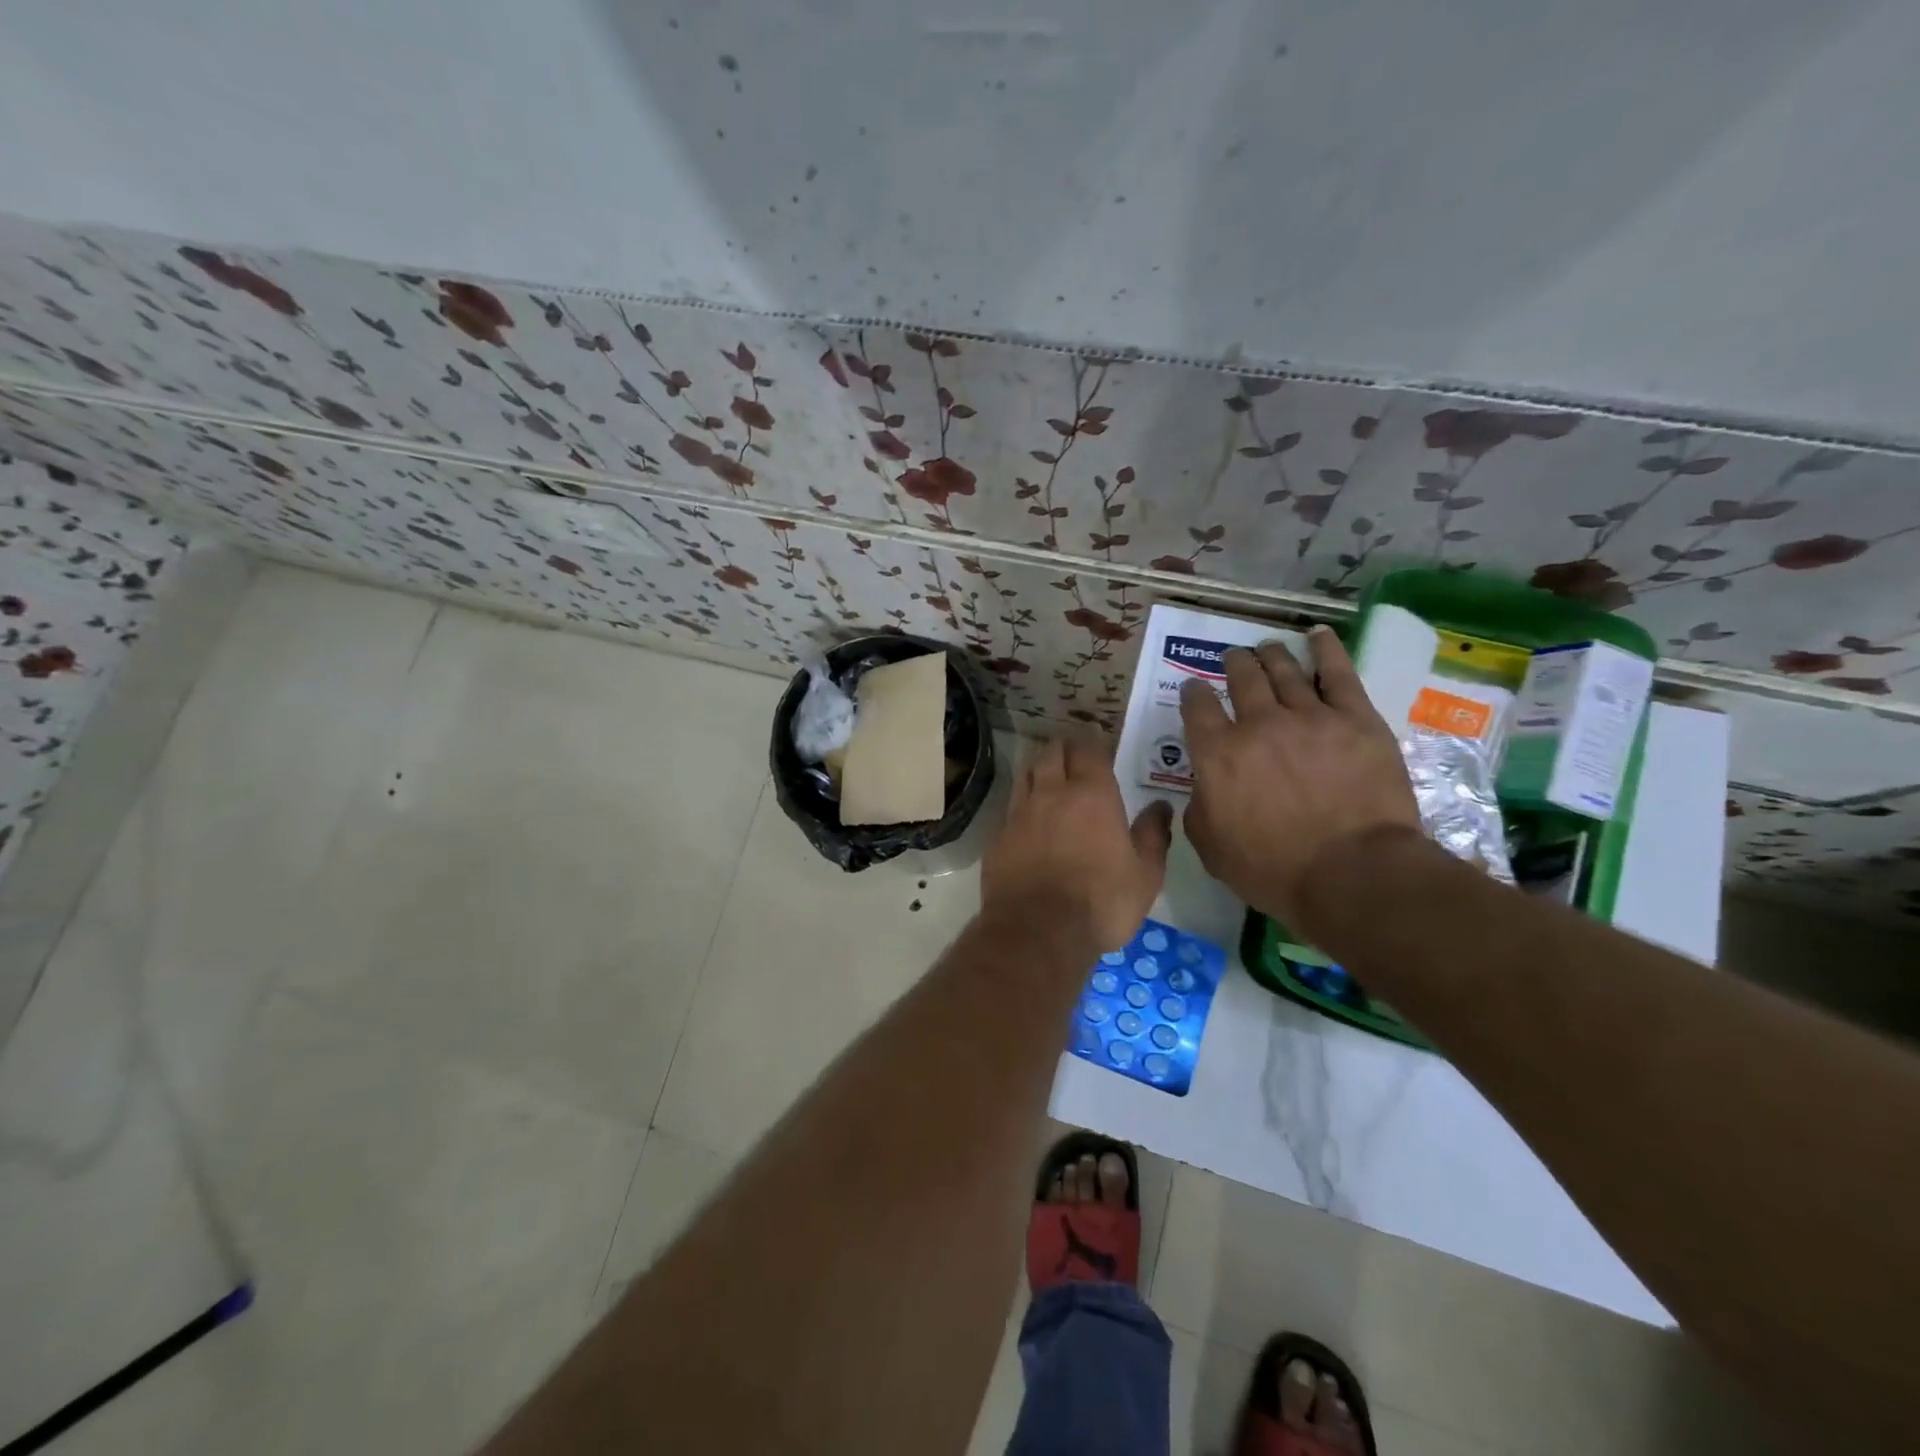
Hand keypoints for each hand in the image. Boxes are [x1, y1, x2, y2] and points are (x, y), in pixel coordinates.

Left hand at [983, 735, 1172, 953]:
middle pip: (1052, 753)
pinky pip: (1011, 808)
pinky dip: (1022, 804)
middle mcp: (1052, 794)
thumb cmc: (1101, 903)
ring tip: (1049, 776)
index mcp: (1091, 795)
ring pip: (1026, 774)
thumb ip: (1153, 836)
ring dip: (1039, 769)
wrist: (1037, 932)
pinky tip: (1028, 818)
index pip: (1089, 750)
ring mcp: (1019, 814)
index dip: (1093, 742)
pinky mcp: (998, 837)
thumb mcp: (1145, 876)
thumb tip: (1159, 807)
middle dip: (1063, 748)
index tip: (1099, 744)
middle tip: (1073, 754)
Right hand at [1179, 626, 1419, 931]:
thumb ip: (1198, 808)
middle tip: (1234, 660)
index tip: (1194, 689)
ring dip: (1270, 655)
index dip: (1193, 693)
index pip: (1197, 707)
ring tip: (1266, 648)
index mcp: (1217, 754)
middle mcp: (1257, 723)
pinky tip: (1318, 635)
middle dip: (1233, 664)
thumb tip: (1203, 787)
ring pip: (1284, 670)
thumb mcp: (1211, 848)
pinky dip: (1325, 649)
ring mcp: (1309, 716)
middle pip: (1241, 678)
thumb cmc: (1273, 869)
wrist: (1352, 873)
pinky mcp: (1356, 718)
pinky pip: (1338, 673)